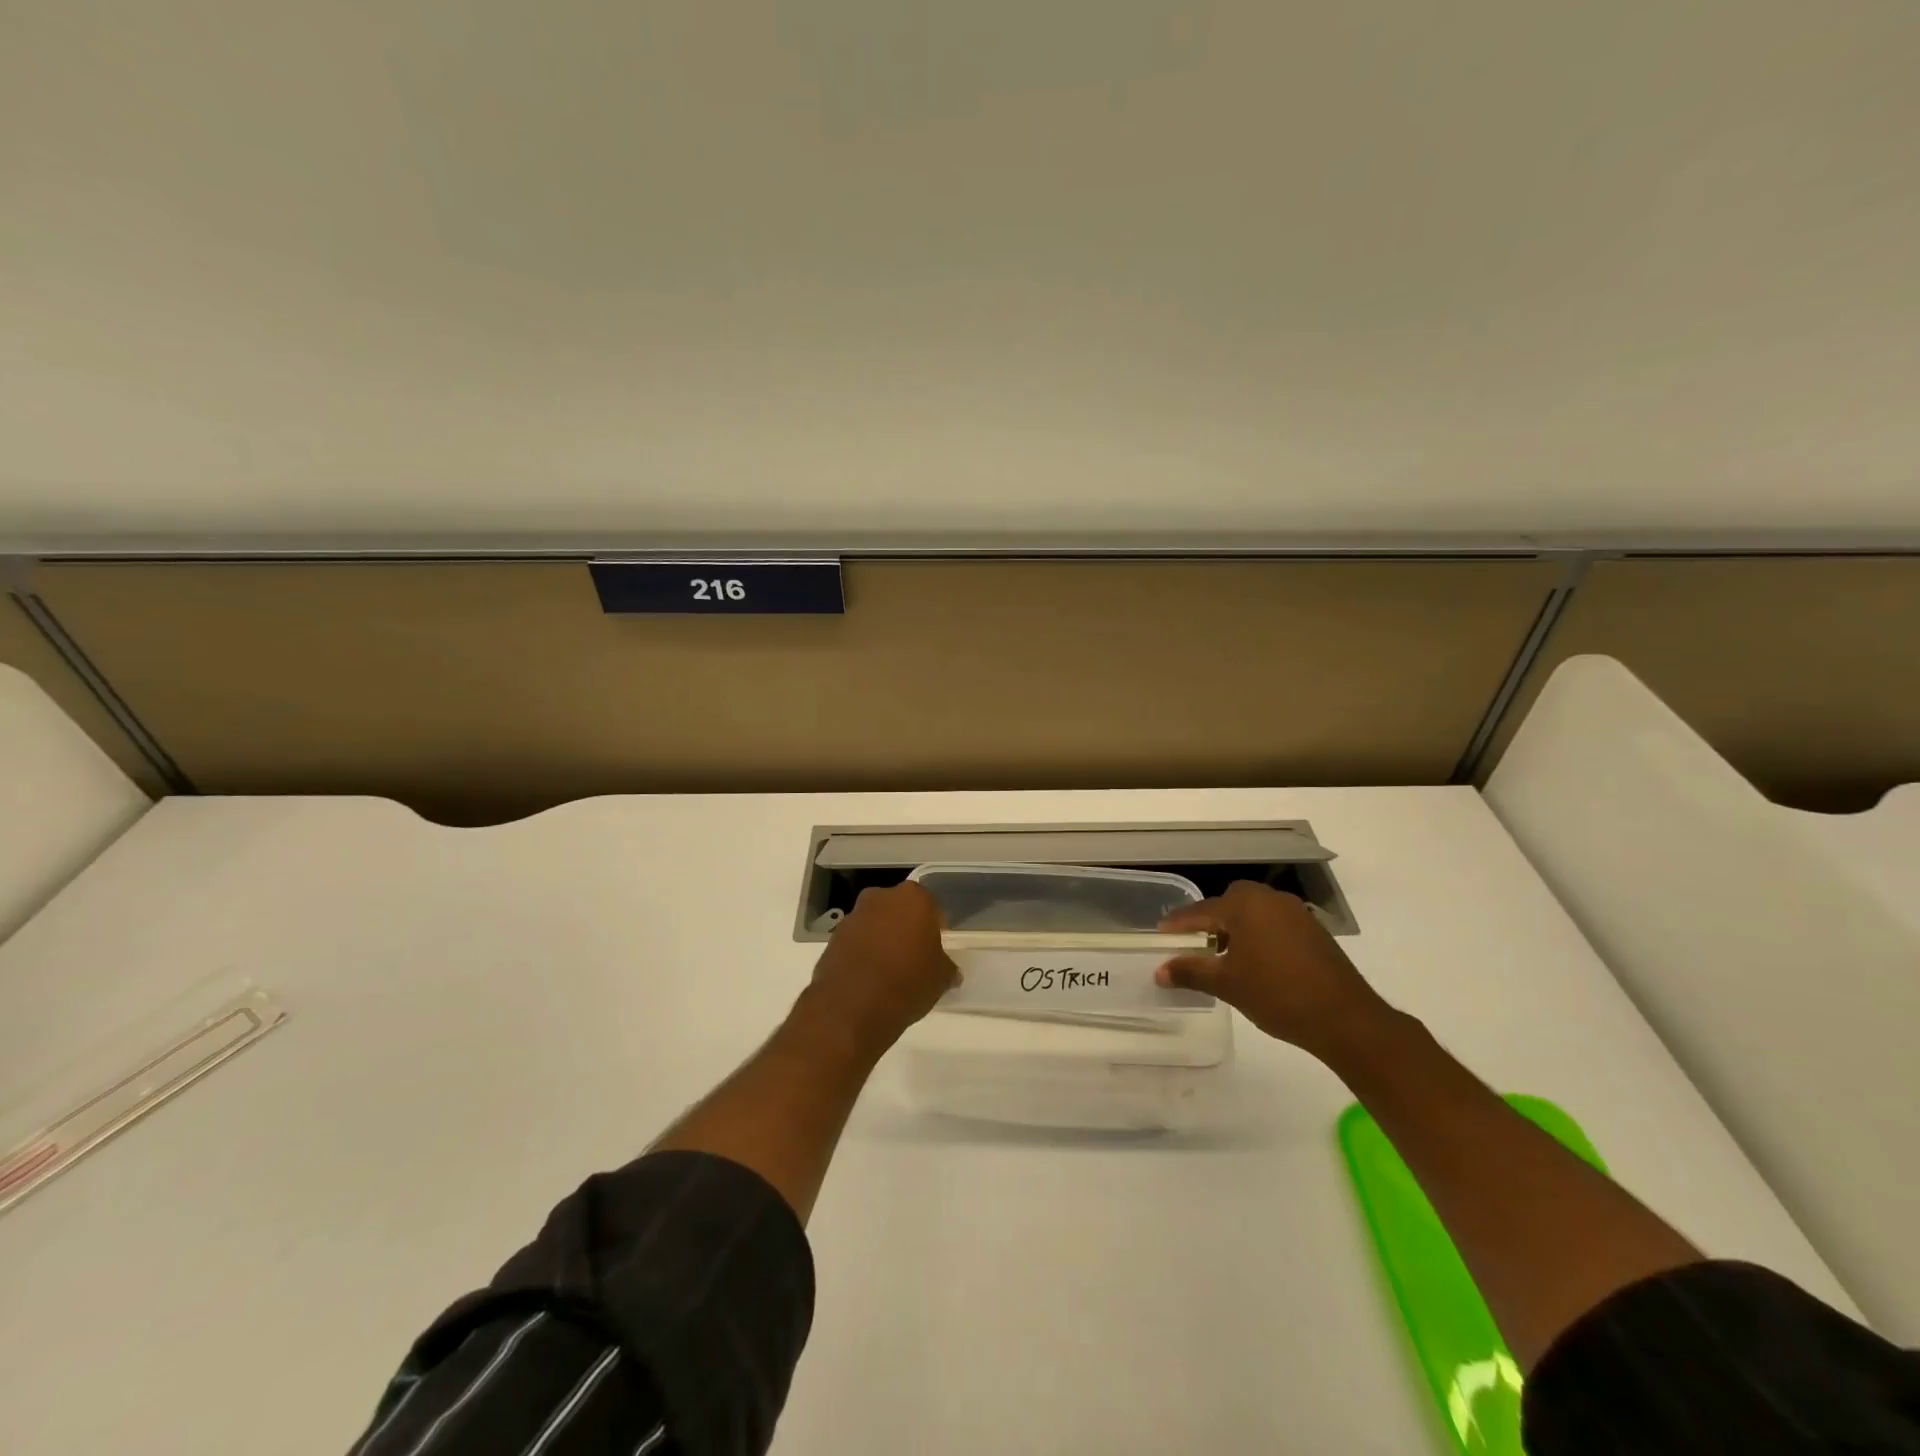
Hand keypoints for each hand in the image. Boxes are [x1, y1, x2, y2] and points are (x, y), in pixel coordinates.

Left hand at [801, 883, 958, 1056]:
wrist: (851, 1007)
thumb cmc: (907, 983)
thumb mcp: (940, 979)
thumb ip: (946, 968)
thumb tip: (950, 973)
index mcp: (913, 898)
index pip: (930, 905)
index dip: (935, 925)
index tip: (936, 945)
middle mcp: (881, 897)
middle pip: (899, 909)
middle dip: (906, 927)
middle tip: (914, 955)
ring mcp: (853, 916)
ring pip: (876, 923)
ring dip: (882, 939)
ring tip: (890, 971)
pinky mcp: (832, 938)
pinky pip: (856, 941)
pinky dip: (863, 953)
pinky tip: (869, 978)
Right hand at [1157, 882, 1396, 1060]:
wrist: (1345, 1018)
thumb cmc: (1277, 995)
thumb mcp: (1227, 984)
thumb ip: (1190, 972)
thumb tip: (1159, 971)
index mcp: (1245, 905)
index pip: (1201, 910)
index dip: (1179, 924)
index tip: (1161, 933)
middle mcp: (1269, 899)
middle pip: (1228, 904)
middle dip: (1209, 921)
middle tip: (1194, 943)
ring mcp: (1295, 912)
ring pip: (1253, 912)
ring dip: (1235, 928)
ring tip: (1223, 955)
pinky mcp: (1313, 930)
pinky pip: (1273, 923)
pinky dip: (1258, 935)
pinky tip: (1255, 962)